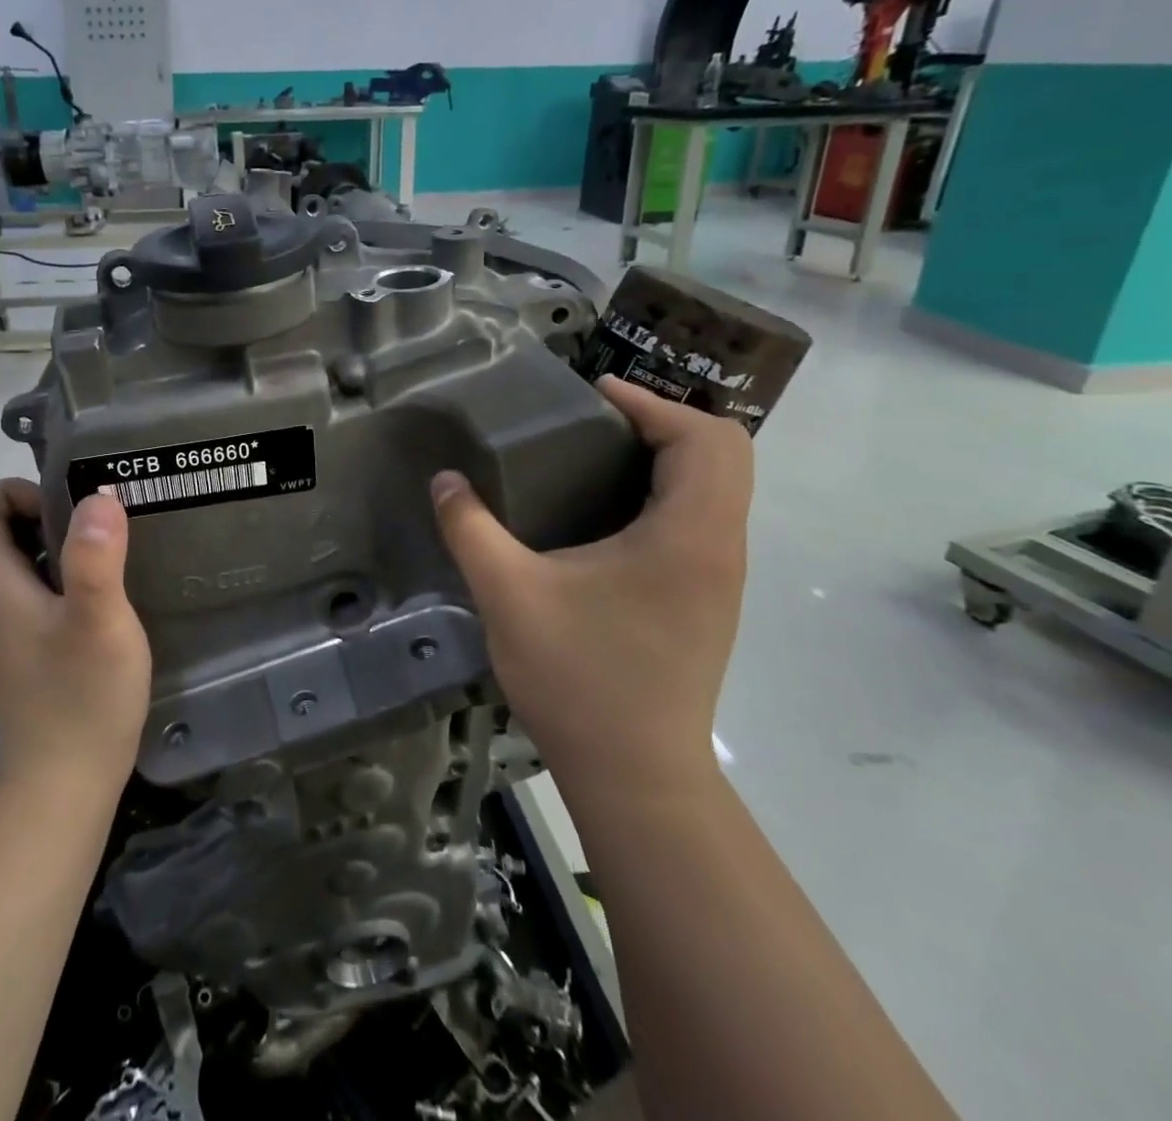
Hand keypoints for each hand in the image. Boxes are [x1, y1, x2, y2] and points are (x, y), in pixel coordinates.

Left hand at [0, 480, 151, 792]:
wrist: (66, 784)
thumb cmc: (81, 699)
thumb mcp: (98, 623)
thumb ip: (96, 561)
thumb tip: (99, 495)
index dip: (12, 490)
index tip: (65, 504)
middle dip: (48, 510)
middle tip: (103, 522)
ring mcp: (15, 625)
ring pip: (25, 559)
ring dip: (65, 542)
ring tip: (116, 548)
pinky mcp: (36, 645)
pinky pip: (44, 588)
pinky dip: (72, 574)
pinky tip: (113, 590)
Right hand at [431, 377, 753, 807]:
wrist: (636, 776)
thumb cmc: (579, 678)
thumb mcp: (509, 595)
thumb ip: (471, 529)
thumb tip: (445, 481)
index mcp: (688, 535)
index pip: (704, 438)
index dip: (653, 403)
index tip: (595, 395)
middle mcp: (719, 547)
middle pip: (726, 454)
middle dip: (667, 421)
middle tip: (598, 421)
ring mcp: (720, 578)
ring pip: (719, 489)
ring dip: (671, 456)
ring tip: (597, 455)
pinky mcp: (707, 601)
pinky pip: (703, 520)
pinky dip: (668, 492)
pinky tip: (607, 514)